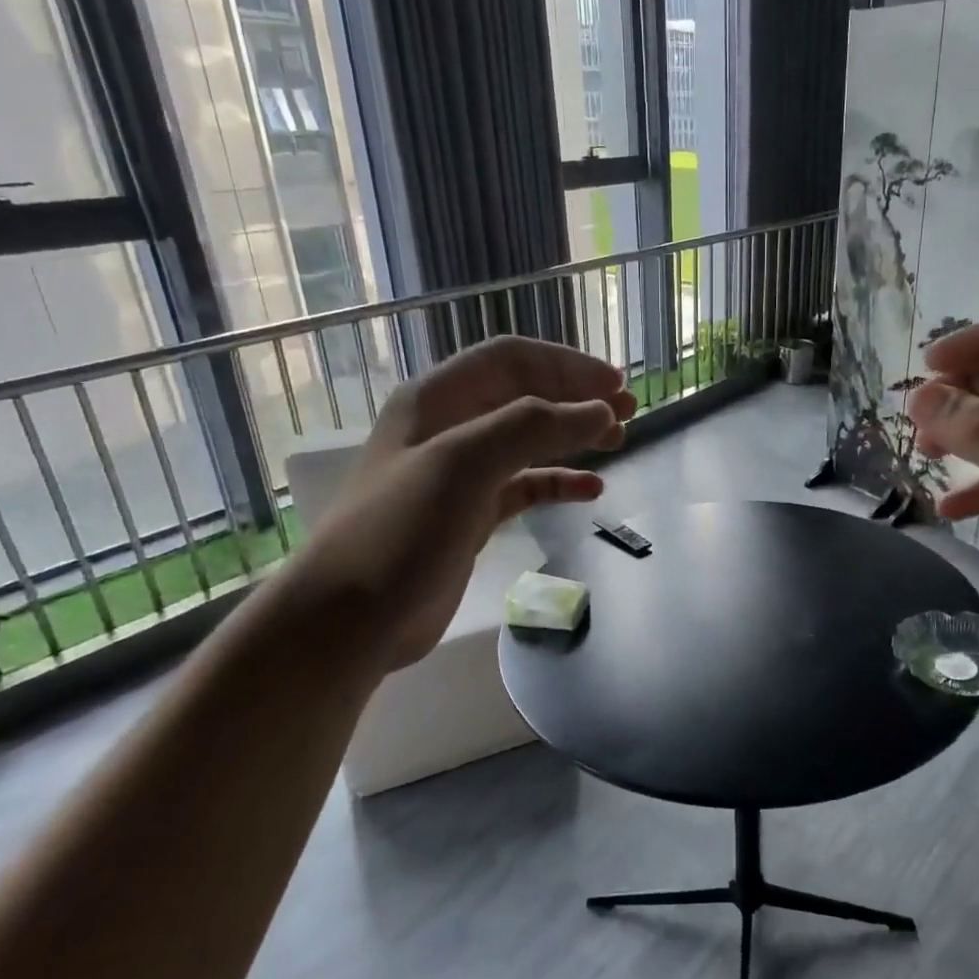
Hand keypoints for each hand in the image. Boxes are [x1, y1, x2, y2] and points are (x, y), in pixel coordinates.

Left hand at [281, 336, 636, 676]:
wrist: (351, 619)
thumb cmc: (401, 531)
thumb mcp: (464, 464)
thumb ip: (534, 427)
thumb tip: (600, 410)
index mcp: (437, 399)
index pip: (511, 360)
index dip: (566, 365)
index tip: (614, 384)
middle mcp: (448, 428)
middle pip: (524, 396)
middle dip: (576, 398)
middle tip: (627, 412)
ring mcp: (460, 474)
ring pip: (528, 441)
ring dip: (573, 437)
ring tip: (618, 442)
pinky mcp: (471, 515)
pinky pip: (524, 487)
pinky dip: (558, 482)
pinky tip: (590, 490)